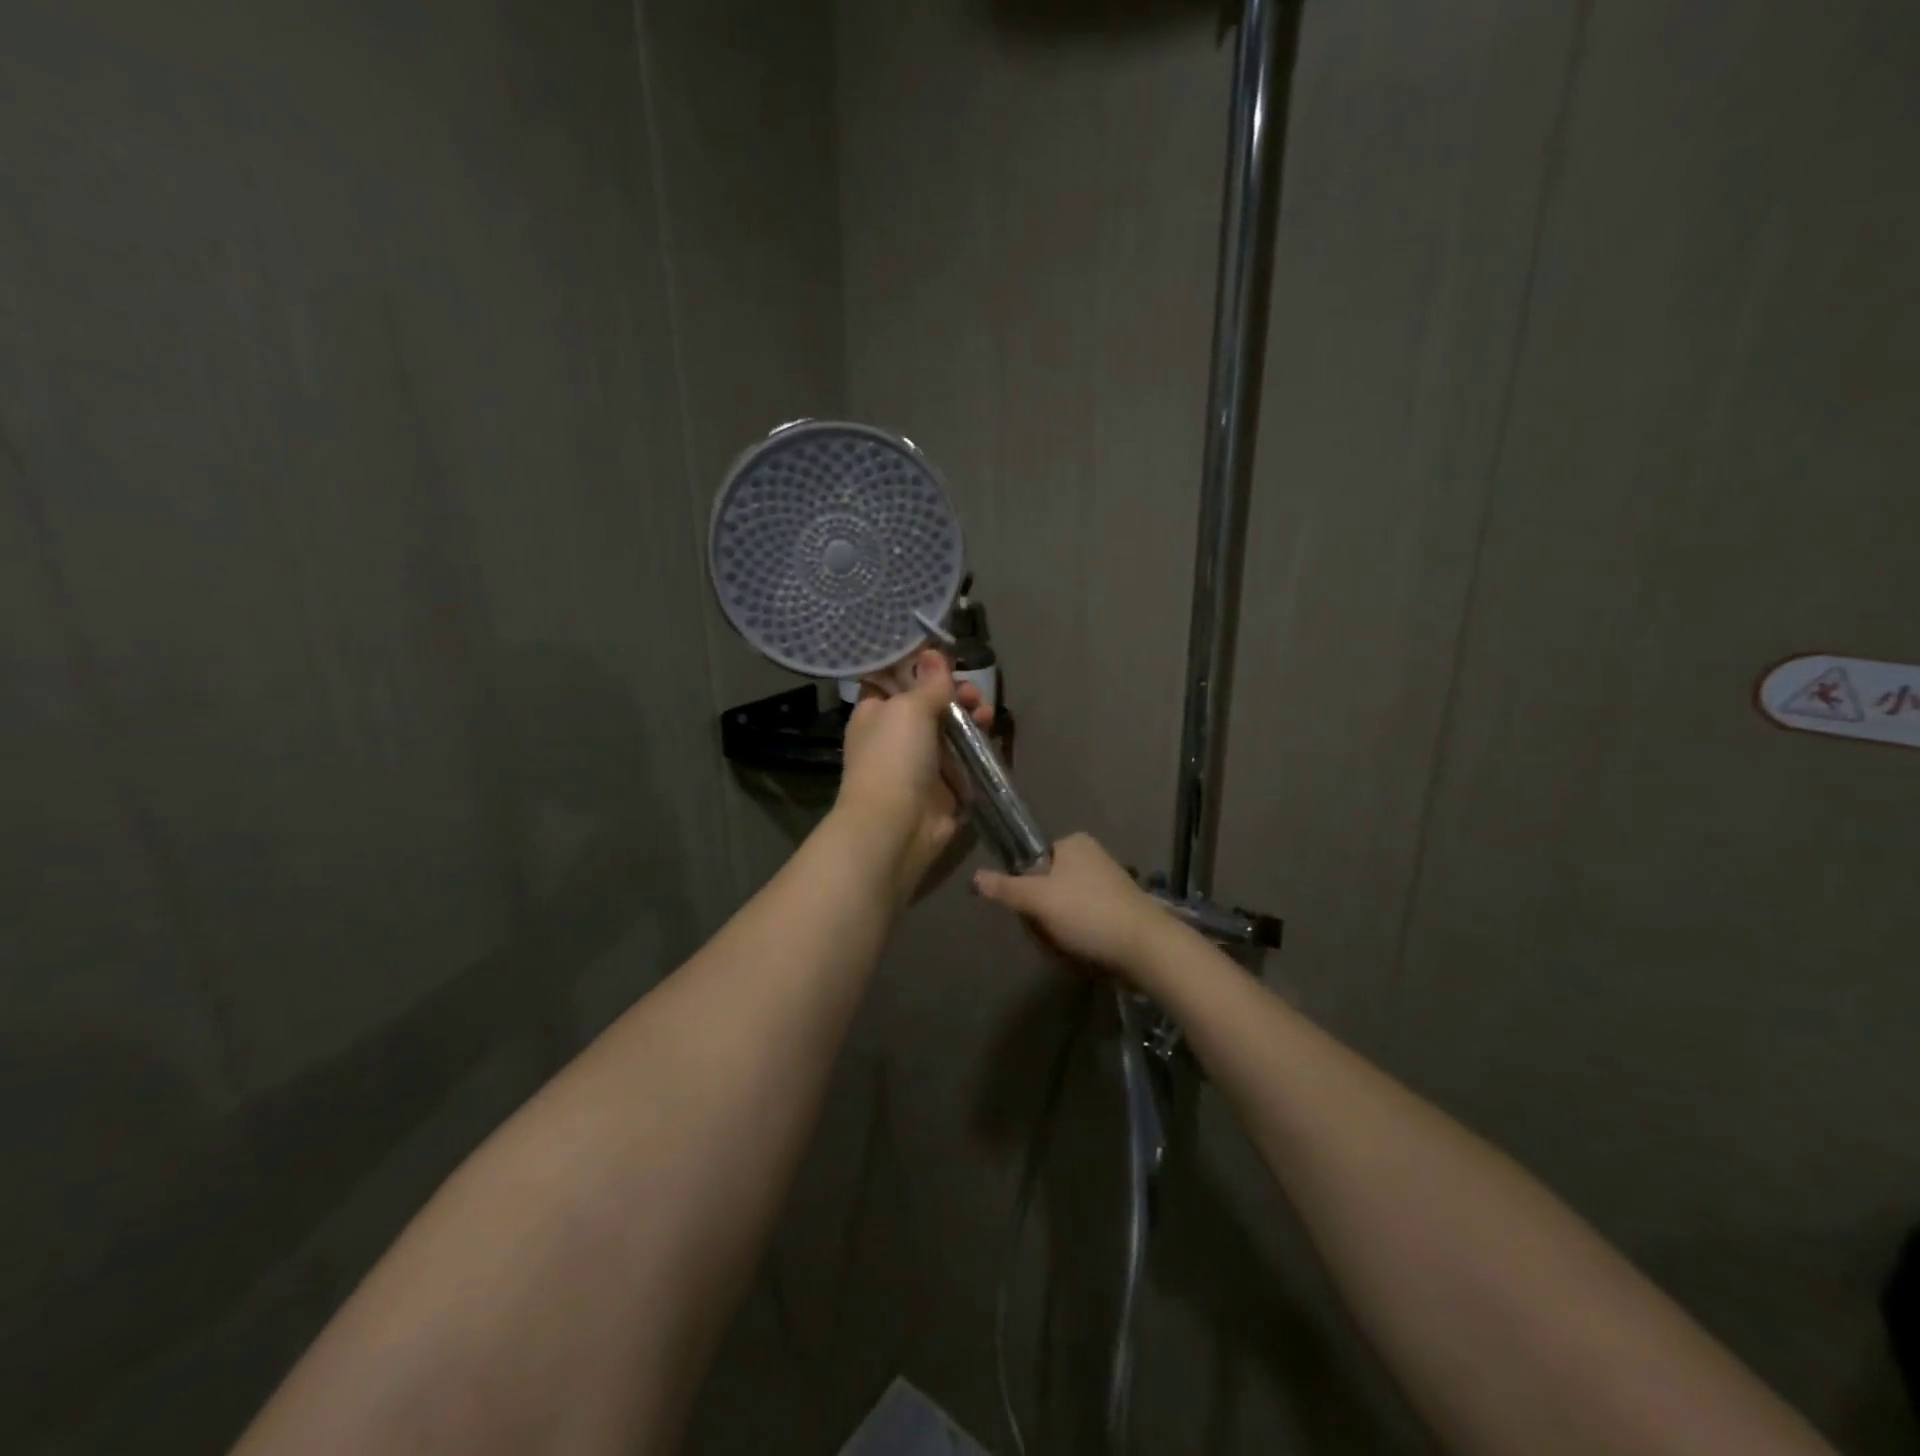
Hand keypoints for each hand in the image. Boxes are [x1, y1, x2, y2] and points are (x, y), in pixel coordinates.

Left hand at [835, 650, 990, 901]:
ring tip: (985, 715)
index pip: (896, 683)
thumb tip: (933, 654)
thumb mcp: (908, 709)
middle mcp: (896, 737)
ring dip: (971, 719)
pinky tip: (992, 739)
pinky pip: (966, 762)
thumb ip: (928, 683)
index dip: (921, 670)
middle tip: (972, 694)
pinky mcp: (945, 789)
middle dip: (955, 695)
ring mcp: (921, 765)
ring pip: (952, 733)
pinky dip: (979, 750)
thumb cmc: (893, 758)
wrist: (895, 827)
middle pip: (931, 706)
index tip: (947, 659)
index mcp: (876, 714)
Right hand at [972, 833, 1171, 981]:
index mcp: (1074, 843)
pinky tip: (1085, 954)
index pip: (1033, 864)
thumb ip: (1005, 888)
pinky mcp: (1120, 911)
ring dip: (1059, 933)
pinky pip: (1085, 924)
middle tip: (1050, 935)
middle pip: (1046, 889)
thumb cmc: (1088, 912)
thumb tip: (974, 877)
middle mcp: (1092, 857)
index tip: (1031, 912)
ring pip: (1063, 910)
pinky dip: (1080, 940)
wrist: (1146, 947)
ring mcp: (1109, 885)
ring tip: (1069, 949)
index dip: (1026, 891)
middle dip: (1043, 917)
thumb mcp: (1038, 899)